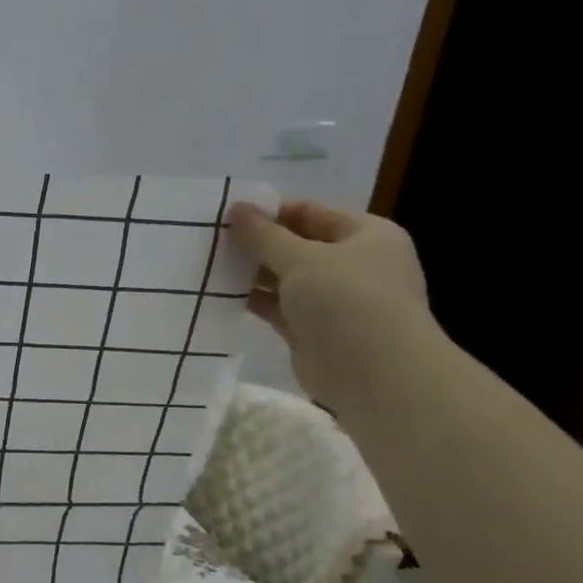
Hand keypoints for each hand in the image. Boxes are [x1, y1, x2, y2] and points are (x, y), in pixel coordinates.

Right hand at [227, 199, 433, 408]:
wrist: (374, 374)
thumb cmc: (347, 300)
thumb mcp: (302, 258)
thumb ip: (264, 235)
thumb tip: (236, 208)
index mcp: (366, 235)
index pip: (311, 212)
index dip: (270, 211)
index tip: (226, 215)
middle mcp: (352, 264)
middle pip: (296, 245)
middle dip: (256, 244)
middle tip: (210, 241)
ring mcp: (333, 299)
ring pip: (284, 278)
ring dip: (251, 273)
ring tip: (207, 266)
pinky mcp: (312, 330)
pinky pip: (277, 307)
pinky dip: (253, 301)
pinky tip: (220, 295)